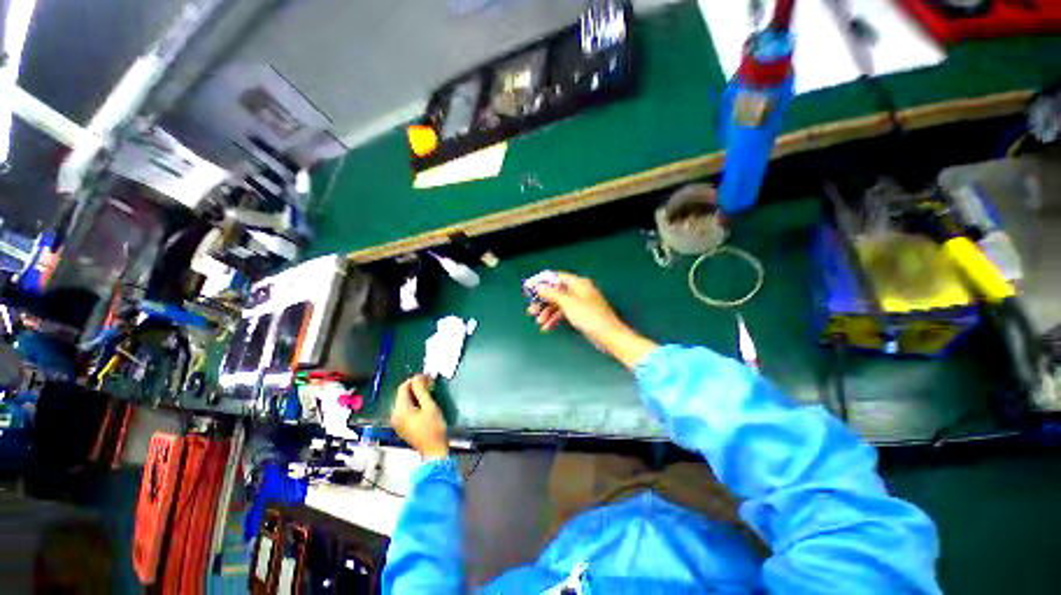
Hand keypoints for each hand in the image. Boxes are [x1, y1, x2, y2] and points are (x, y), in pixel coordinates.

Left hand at [391, 375, 448, 458]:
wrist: (434, 451)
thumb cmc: (433, 428)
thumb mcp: (430, 406)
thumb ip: (422, 390)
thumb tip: (418, 377)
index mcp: (400, 410)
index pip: (403, 387)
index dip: (415, 379)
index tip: (428, 375)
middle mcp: (395, 415)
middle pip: (402, 394)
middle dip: (415, 386)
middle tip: (430, 381)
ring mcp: (398, 422)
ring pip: (405, 401)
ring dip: (416, 393)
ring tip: (429, 390)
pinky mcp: (402, 426)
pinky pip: (406, 409)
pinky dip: (414, 402)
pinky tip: (424, 401)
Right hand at [527, 272, 657, 368]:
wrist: (608, 335)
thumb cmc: (588, 315)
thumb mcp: (567, 303)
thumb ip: (551, 293)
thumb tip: (539, 286)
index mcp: (578, 283)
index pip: (556, 277)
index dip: (542, 282)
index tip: (530, 290)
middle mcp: (578, 290)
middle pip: (556, 291)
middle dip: (543, 301)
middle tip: (531, 310)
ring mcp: (579, 302)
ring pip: (558, 304)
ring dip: (547, 312)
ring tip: (538, 321)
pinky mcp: (580, 314)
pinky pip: (564, 313)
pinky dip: (555, 318)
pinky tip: (547, 326)